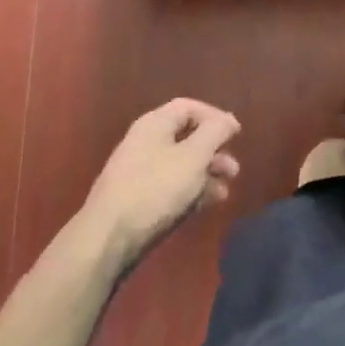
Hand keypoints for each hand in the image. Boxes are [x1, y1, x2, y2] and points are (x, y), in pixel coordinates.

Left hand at [81, 99, 240, 272]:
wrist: (108, 238)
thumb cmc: (155, 189)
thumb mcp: (193, 156)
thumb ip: (215, 132)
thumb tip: (228, 119)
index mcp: (154, 124)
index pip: (188, 107)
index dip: (215, 116)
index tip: (236, 134)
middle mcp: (145, 142)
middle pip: (187, 137)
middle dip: (214, 151)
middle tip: (234, 169)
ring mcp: (140, 172)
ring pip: (181, 164)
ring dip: (206, 174)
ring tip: (225, 191)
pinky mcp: (138, 199)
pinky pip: (171, 186)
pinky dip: (191, 190)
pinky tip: (207, 203)